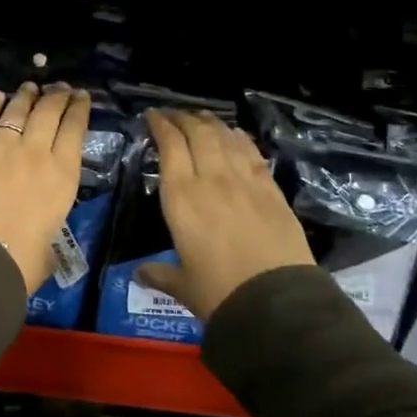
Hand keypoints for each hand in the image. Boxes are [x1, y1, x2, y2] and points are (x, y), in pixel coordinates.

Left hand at [0, 83, 88, 295]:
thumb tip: (40, 226)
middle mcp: (36, 153)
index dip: (79, 110)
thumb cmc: (22, 261)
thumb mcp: (51, 242)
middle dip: (56, 97)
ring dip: (25, 97)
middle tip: (59, 87)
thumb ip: (48, 222)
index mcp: (63, 176)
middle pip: (48, 114)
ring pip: (17, 112)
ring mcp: (1, 147)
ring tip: (30, 87)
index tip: (80, 96)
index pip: (75, 131)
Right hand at [136, 109, 312, 321]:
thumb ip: (160, 274)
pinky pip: (252, 155)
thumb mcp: (182, 284)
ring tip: (202, 116)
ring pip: (225, 139)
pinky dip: (241, 139)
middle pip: (197, 134)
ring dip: (211, 123)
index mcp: (181, 197)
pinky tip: (236, 134)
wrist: (277, 303)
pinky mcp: (272, 191)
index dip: (160, 125)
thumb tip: (139, 274)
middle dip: (183, 118)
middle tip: (174, 113)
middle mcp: (211, 179)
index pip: (170, 146)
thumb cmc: (218, 292)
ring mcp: (245, 182)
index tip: (152, 115)